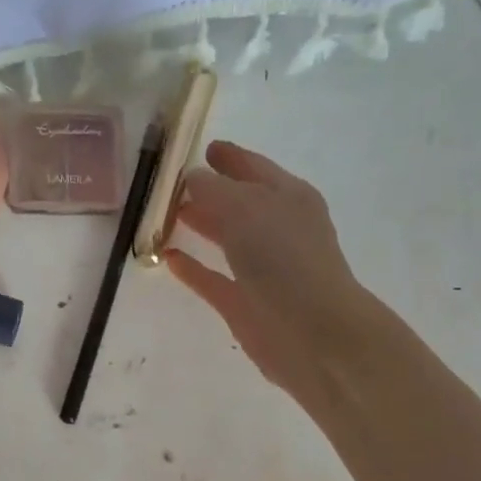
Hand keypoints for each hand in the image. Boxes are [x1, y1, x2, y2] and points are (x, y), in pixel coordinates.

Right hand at [166, 141, 372, 407]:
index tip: (204, 148)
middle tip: (175, 184)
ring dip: (201, 226)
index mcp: (288, 197)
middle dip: (210, 192)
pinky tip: (168, 258)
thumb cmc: (284, 259)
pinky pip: (211, 278)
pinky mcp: (243, 303)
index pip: (254, 168)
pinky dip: (192, 268)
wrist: (312, 333)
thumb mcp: (246, 208)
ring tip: (168, 216)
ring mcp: (261, 268)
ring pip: (225, 239)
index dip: (230, 157)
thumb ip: (213, 190)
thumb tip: (192, 180)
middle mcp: (277, 229)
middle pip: (238, 202)